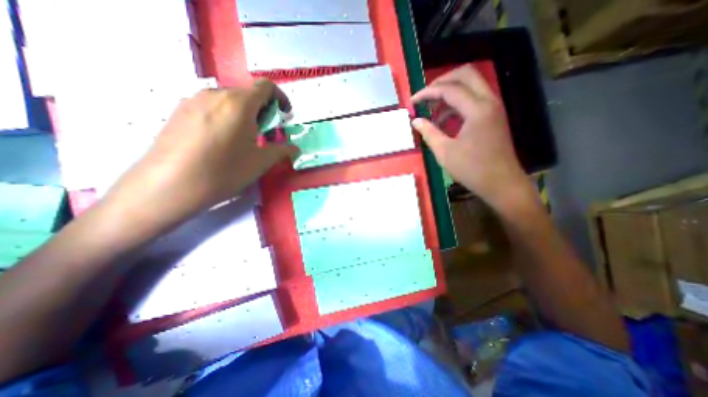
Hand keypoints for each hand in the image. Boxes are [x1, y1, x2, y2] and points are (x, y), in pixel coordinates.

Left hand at [101, 78, 296, 236]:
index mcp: (239, 104)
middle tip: (265, 133)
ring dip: (244, 114)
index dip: (280, 98)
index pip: (266, 87)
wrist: (169, 185)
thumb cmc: (224, 171)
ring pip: (228, 101)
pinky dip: (225, 117)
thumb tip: (295, 148)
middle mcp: (215, 94)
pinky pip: (210, 107)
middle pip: (247, 94)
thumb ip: (282, 151)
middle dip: (263, 110)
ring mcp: (193, 100)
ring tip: (243, 139)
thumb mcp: (260, 162)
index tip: (285, 115)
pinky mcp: (179, 111)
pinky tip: (221, 141)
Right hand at [409, 65, 530, 206]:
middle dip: (441, 82)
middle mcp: (489, 101)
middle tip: (425, 97)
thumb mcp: (444, 152)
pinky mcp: (493, 116)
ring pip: (471, 85)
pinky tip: (444, 120)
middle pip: (465, 74)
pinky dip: (457, 103)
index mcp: (477, 110)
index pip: (449, 89)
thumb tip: (416, 121)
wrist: (501, 183)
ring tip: (432, 110)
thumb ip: (429, 133)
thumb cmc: (472, 169)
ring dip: (450, 92)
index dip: (427, 92)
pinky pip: (474, 99)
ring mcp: (493, 107)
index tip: (412, 102)